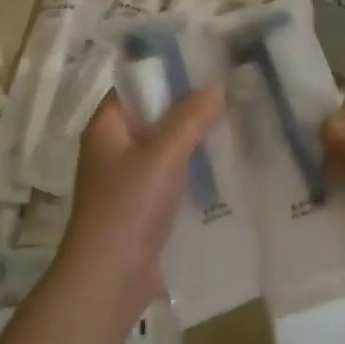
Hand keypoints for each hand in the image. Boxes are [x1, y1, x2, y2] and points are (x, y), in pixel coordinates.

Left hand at [58, 87, 225, 316]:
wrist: (111, 278)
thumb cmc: (128, 207)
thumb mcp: (163, 155)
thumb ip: (190, 119)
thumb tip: (217, 86)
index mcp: (106, 128)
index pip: (135, 86)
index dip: (167, 74)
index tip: (207, 65)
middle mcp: (114, 149)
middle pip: (154, 117)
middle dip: (190, 109)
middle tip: (233, 93)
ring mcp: (129, 181)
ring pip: (166, 150)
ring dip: (195, 142)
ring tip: (238, 125)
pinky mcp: (144, 208)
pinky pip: (172, 179)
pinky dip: (194, 172)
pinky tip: (226, 167)